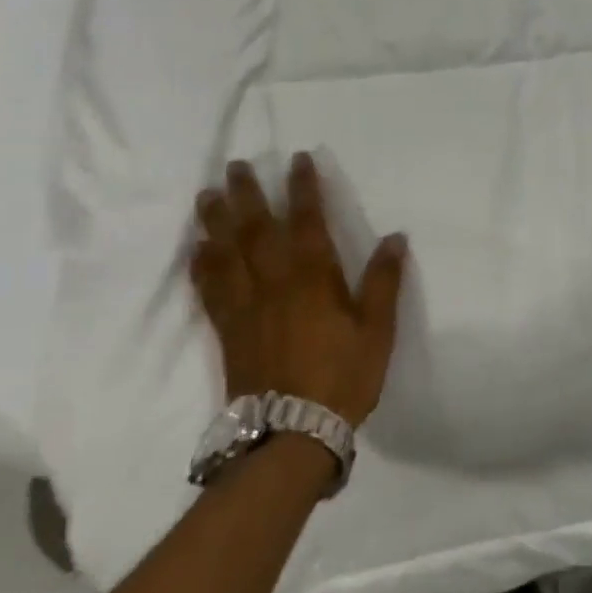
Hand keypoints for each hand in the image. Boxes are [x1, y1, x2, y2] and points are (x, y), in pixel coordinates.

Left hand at [190, 155, 408, 425]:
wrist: (292, 432)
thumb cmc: (343, 377)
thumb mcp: (377, 330)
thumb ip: (384, 281)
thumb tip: (395, 237)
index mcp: (314, 279)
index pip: (307, 222)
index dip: (303, 189)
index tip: (297, 159)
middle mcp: (274, 284)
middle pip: (256, 230)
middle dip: (247, 195)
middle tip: (235, 166)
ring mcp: (245, 307)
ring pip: (226, 255)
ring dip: (216, 222)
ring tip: (207, 196)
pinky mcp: (228, 331)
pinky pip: (209, 290)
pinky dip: (201, 267)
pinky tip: (196, 252)